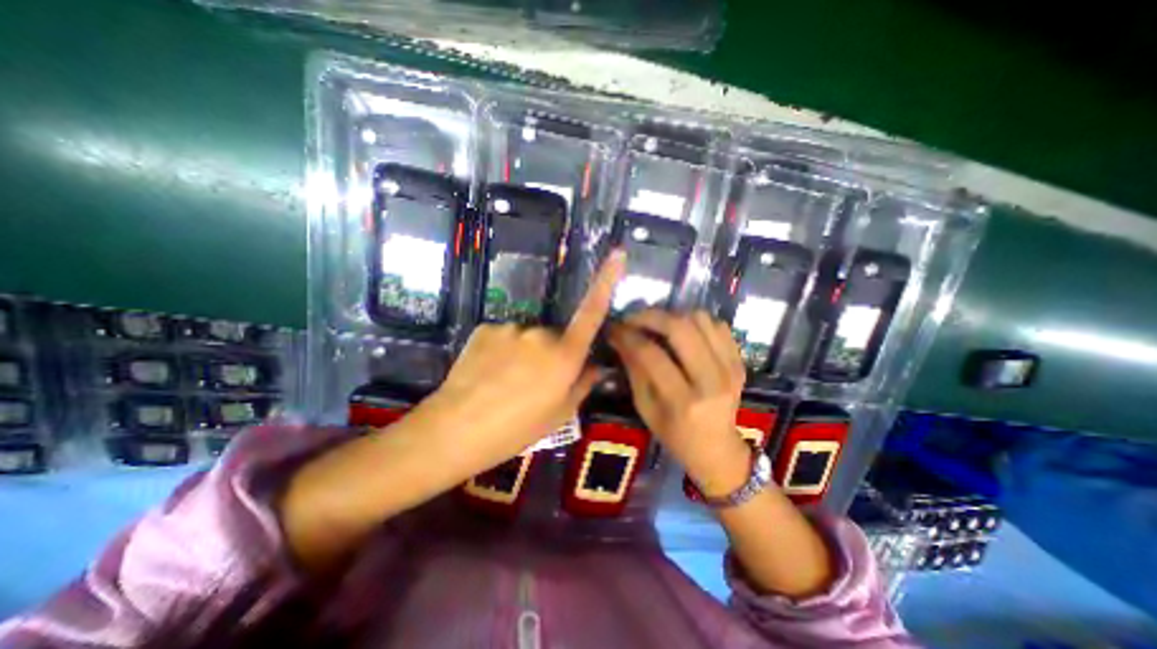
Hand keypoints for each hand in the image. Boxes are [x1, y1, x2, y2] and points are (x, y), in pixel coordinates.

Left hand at [424, 250, 624, 473]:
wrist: (454, 430)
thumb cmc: (515, 430)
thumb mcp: (559, 415)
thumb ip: (583, 384)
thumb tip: (597, 365)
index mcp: (564, 356)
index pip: (592, 313)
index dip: (606, 281)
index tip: (617, 253)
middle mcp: (541, 334)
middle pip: (555, 335)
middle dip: (552, 353)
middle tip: (534, 384)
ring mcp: (512, 328)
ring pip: (529, 337)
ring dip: (525, 353)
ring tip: (507, 383)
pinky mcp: (486, 327)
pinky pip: (505, 336)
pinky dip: (503, 350)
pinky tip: (489, 373)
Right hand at [607, 310, 749, 496]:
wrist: (717, 448)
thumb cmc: (674, 434)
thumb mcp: (645, 407)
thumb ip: (634, 370)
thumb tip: (620, 337)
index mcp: (682, 402)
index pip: (651, 355)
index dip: (629, 336)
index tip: (615, 329)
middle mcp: (711, 381)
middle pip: (680, 328)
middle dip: (651, 316)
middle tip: (634, 318)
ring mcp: (731, 369)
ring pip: (700, 320)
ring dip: (674, 316)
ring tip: (658, 325)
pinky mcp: (740, 362)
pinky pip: (717, 325)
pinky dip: (696, 322)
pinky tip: (683, 332)